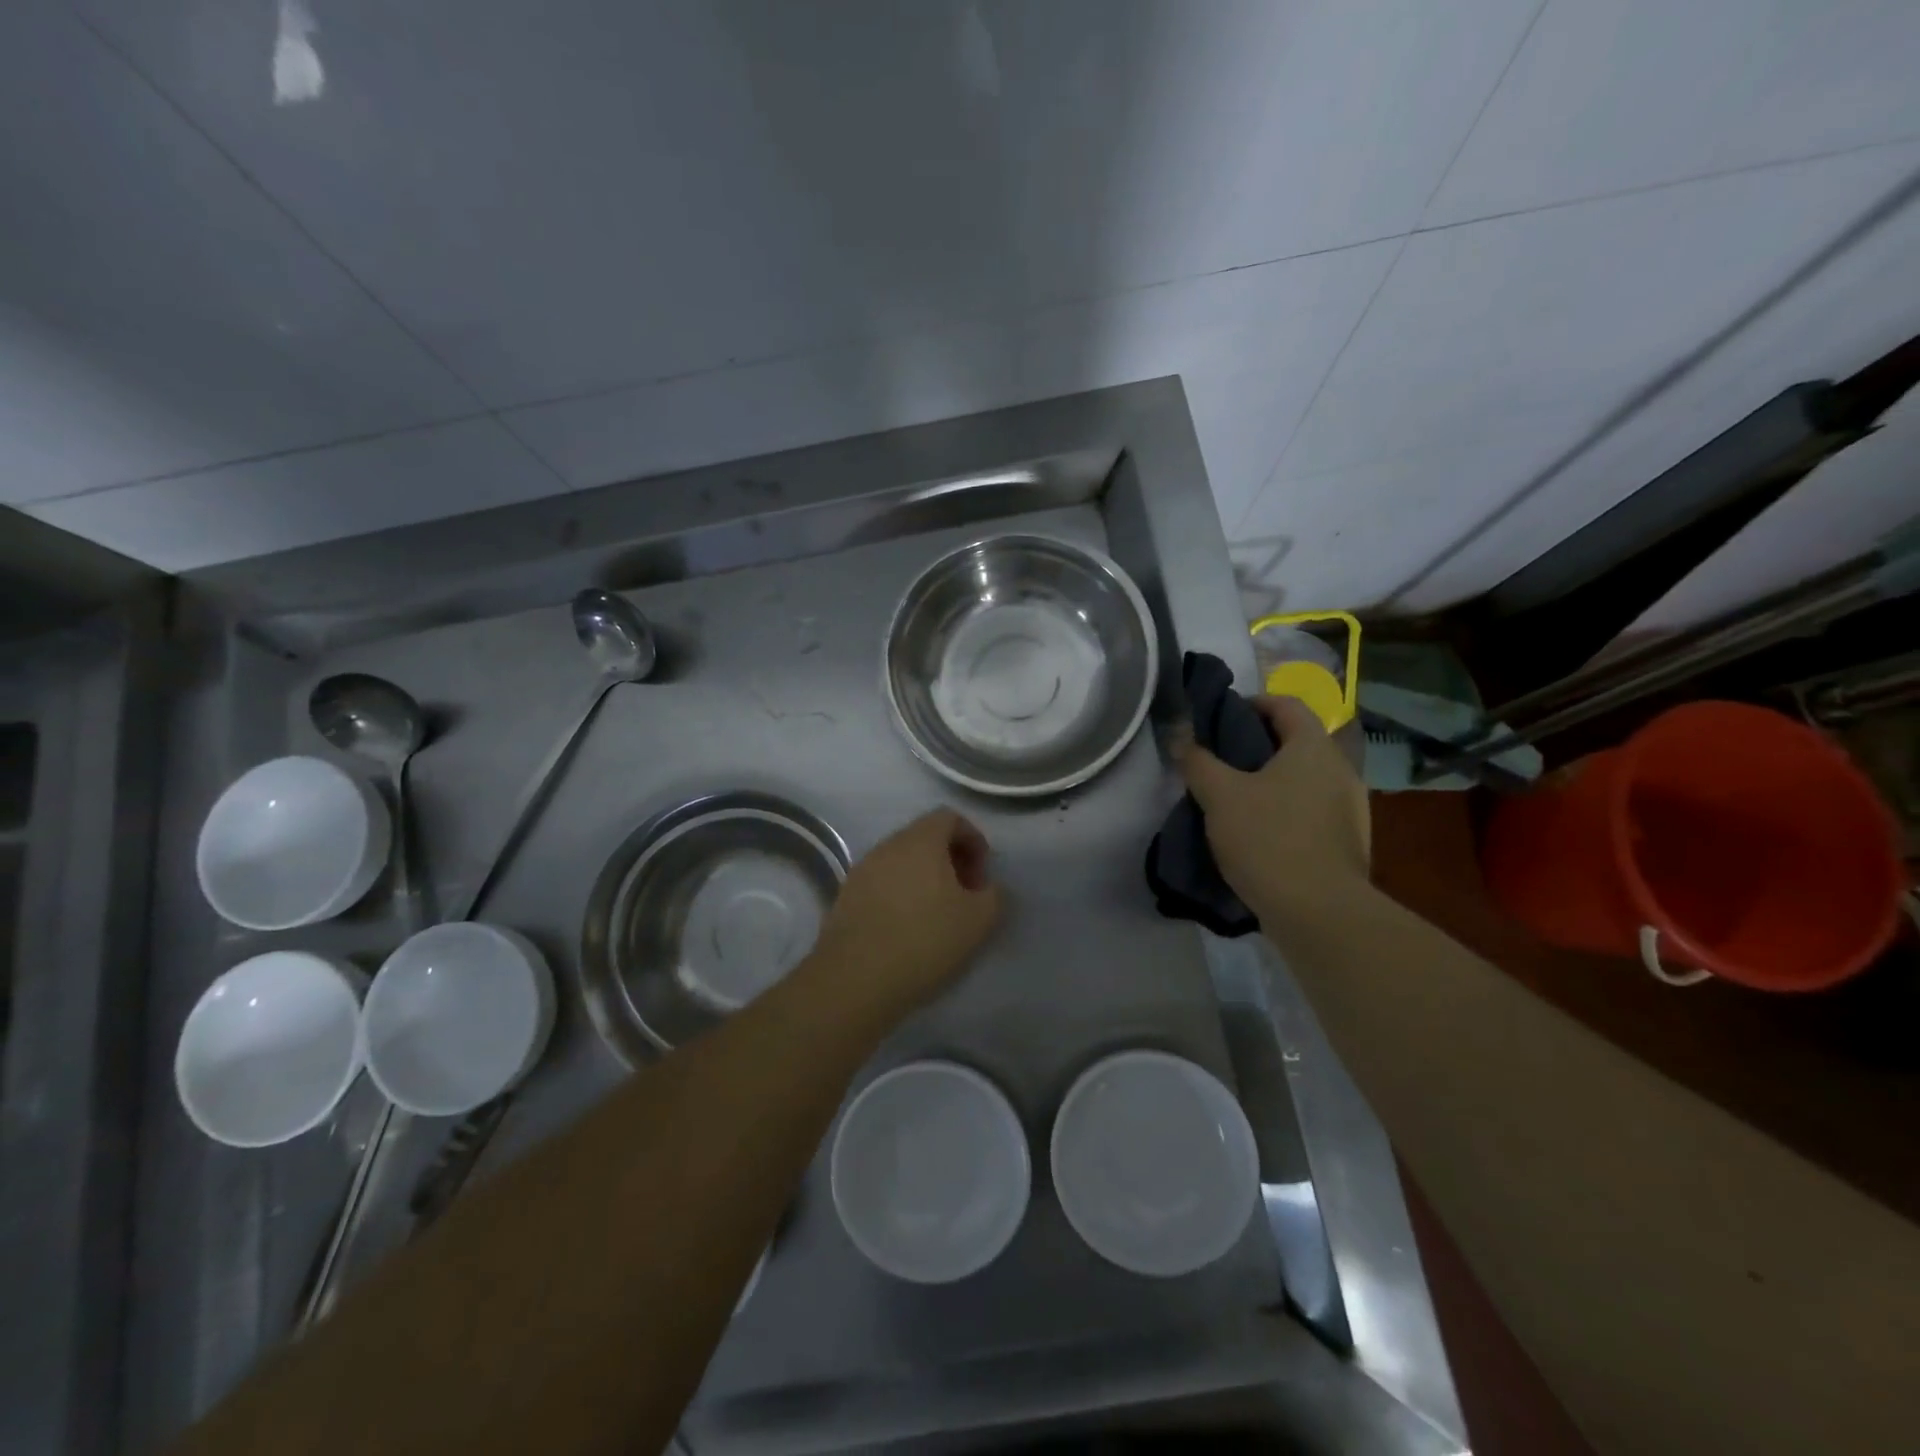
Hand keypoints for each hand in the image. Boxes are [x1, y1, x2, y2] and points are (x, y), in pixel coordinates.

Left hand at [804, 809, 1002, 1023]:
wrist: (855, 979)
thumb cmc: (924, 940)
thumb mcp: (979, 920)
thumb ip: (993, 895)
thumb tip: (986, 887)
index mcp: (921, 840)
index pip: (950, 817)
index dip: (973, 840)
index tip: (982, 876)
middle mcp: (888, 845)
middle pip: (924, 838)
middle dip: (950, 860)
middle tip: (965, 896)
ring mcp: (862, 870)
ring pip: (901, 862)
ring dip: (924, 879)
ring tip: (937, 916)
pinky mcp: (845, 897)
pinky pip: (881, 883)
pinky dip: (900, 896)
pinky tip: (907, 930)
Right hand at [1175, 695, 1369, 933]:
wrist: (1319, 913)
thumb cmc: (1268, 839)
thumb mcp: (1219, 796)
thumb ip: (1197, 761)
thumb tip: (1179, 736)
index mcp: (1313, 747)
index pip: (1286, 704)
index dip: (1251, 703)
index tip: (1220, 718)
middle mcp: (1340, 769)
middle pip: (1296, 742)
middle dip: (1257, 745)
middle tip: (1220, 760)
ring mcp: (1351, 808)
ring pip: (1304, 779)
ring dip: (1272, 781)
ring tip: (1235, 799)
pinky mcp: (1348, 842)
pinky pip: (1312, 811)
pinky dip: (1286, 810)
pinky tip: (1260, 833)